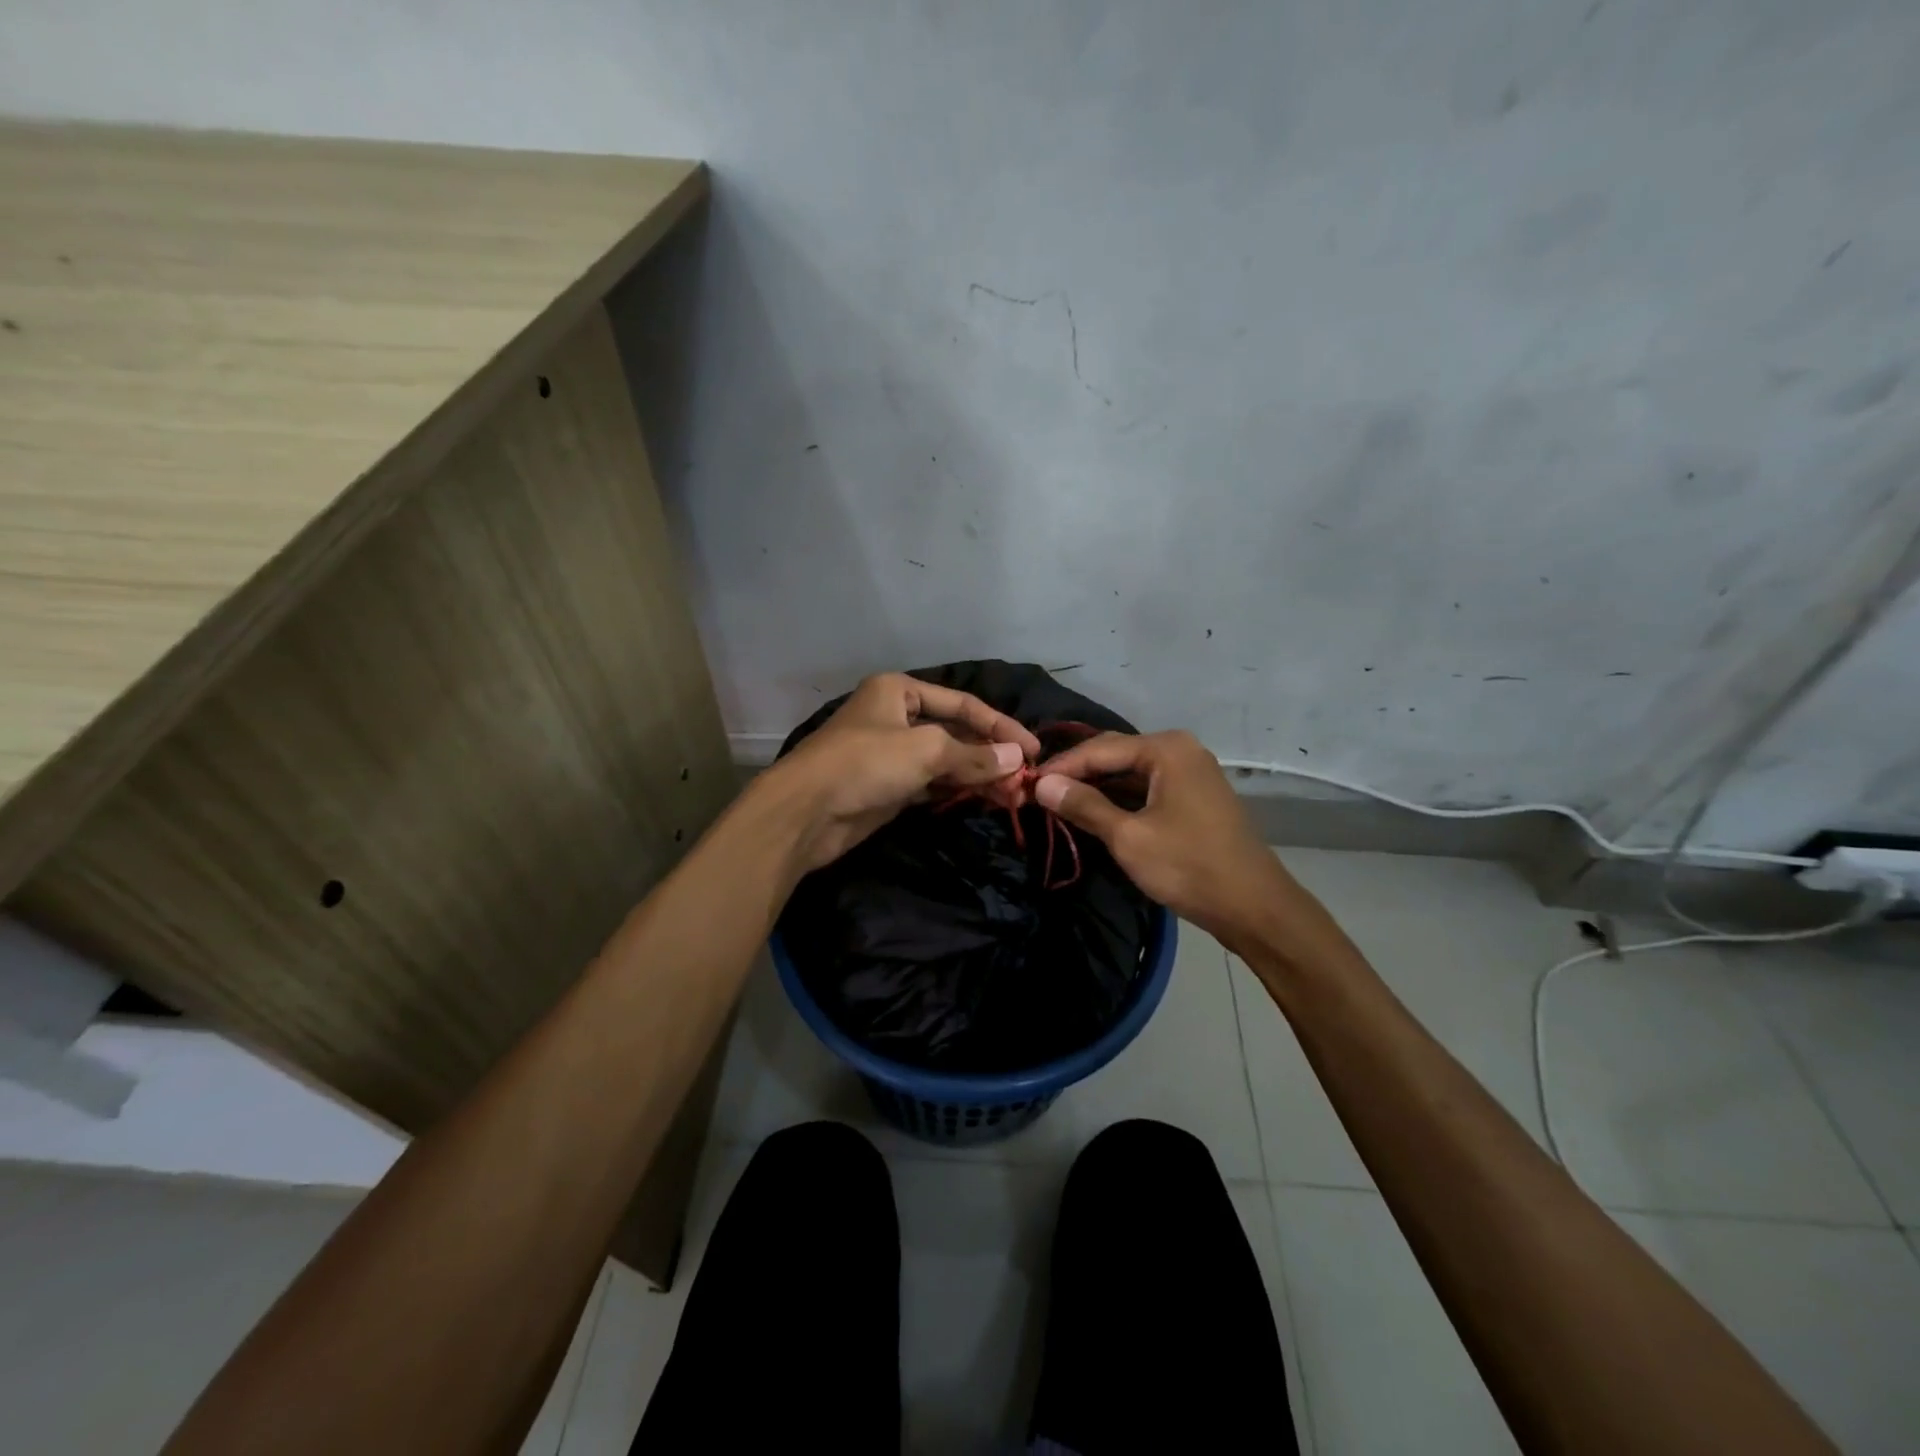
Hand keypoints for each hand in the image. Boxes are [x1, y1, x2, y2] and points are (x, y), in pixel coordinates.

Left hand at [762, 674, 1042, 872]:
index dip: (1000, 726)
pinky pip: (932, 783)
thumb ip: (974, 756)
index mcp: (898, 691)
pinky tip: (984, 799)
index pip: (963, 704)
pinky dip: (957, 790)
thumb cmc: (865, 764)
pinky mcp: (888, 787)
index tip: (1033, 750)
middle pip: (955, 733)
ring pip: (945, 761)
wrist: (805, 813)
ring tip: (1013, 795)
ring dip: (978, 776)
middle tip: (1025, 781)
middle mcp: (895, 716)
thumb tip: (1018, 759)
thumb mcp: (926, 751)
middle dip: (990, 755)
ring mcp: (891, 754)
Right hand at [1034, 731, 1298, 949]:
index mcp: (1166, 749)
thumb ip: (1084, 805)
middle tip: (1039, 793)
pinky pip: (1146, 788)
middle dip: (1077, 773)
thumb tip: (1042, 784)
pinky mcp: (1193, 796)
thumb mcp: (1128, 837)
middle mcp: (1179, 750)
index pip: (1099, 748)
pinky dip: (1120, 798)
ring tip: (1059, 803)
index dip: (1061, 767)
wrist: (1254, 907)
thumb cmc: (1189, 867)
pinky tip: (1094, 812)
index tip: (1026, 784)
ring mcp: (1190, 772)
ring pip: (1130, 773)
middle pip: (1115, 754)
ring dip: (1097, 787)